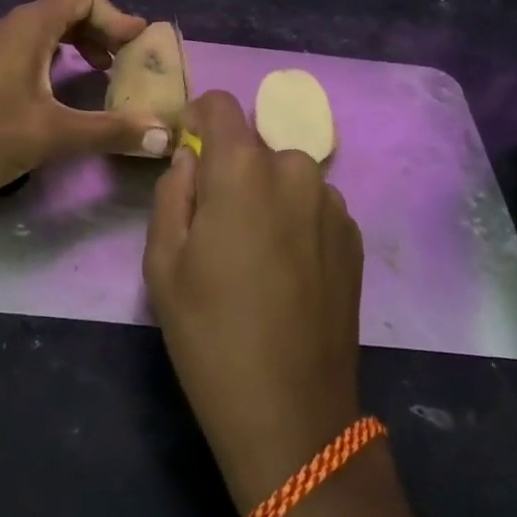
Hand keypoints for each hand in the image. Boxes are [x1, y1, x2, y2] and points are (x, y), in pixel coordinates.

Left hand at [0, 0, 172, 203]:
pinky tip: (64, 90)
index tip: (138, 46)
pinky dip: (59, 59)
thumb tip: (164, 134)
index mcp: (30, 27)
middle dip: (103, 30)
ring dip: (81, 44)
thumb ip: (110, 130)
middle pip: (68, 9)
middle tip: (128, 62)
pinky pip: (33, 49)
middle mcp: (13, 27)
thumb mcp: (52, 135)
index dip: (116, 16)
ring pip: (49, 30)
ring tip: (104, 74)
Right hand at [144, 91, 364, 513]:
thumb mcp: (163, 262)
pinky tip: (285, 273)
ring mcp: (333, 203)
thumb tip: (191, 160)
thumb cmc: (210, 334)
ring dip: (265, 195)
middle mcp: (296, 170)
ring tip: (252, 255)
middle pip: (254, 146)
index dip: (197, 115)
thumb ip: (172, 191)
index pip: (221, 105)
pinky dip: (294, 219)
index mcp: (244, 168)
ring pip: (285, 177)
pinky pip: (312, 206)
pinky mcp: (354, 237)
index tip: (185, 144)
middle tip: (214, 223)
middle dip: (230, 168)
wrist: (292, 412)